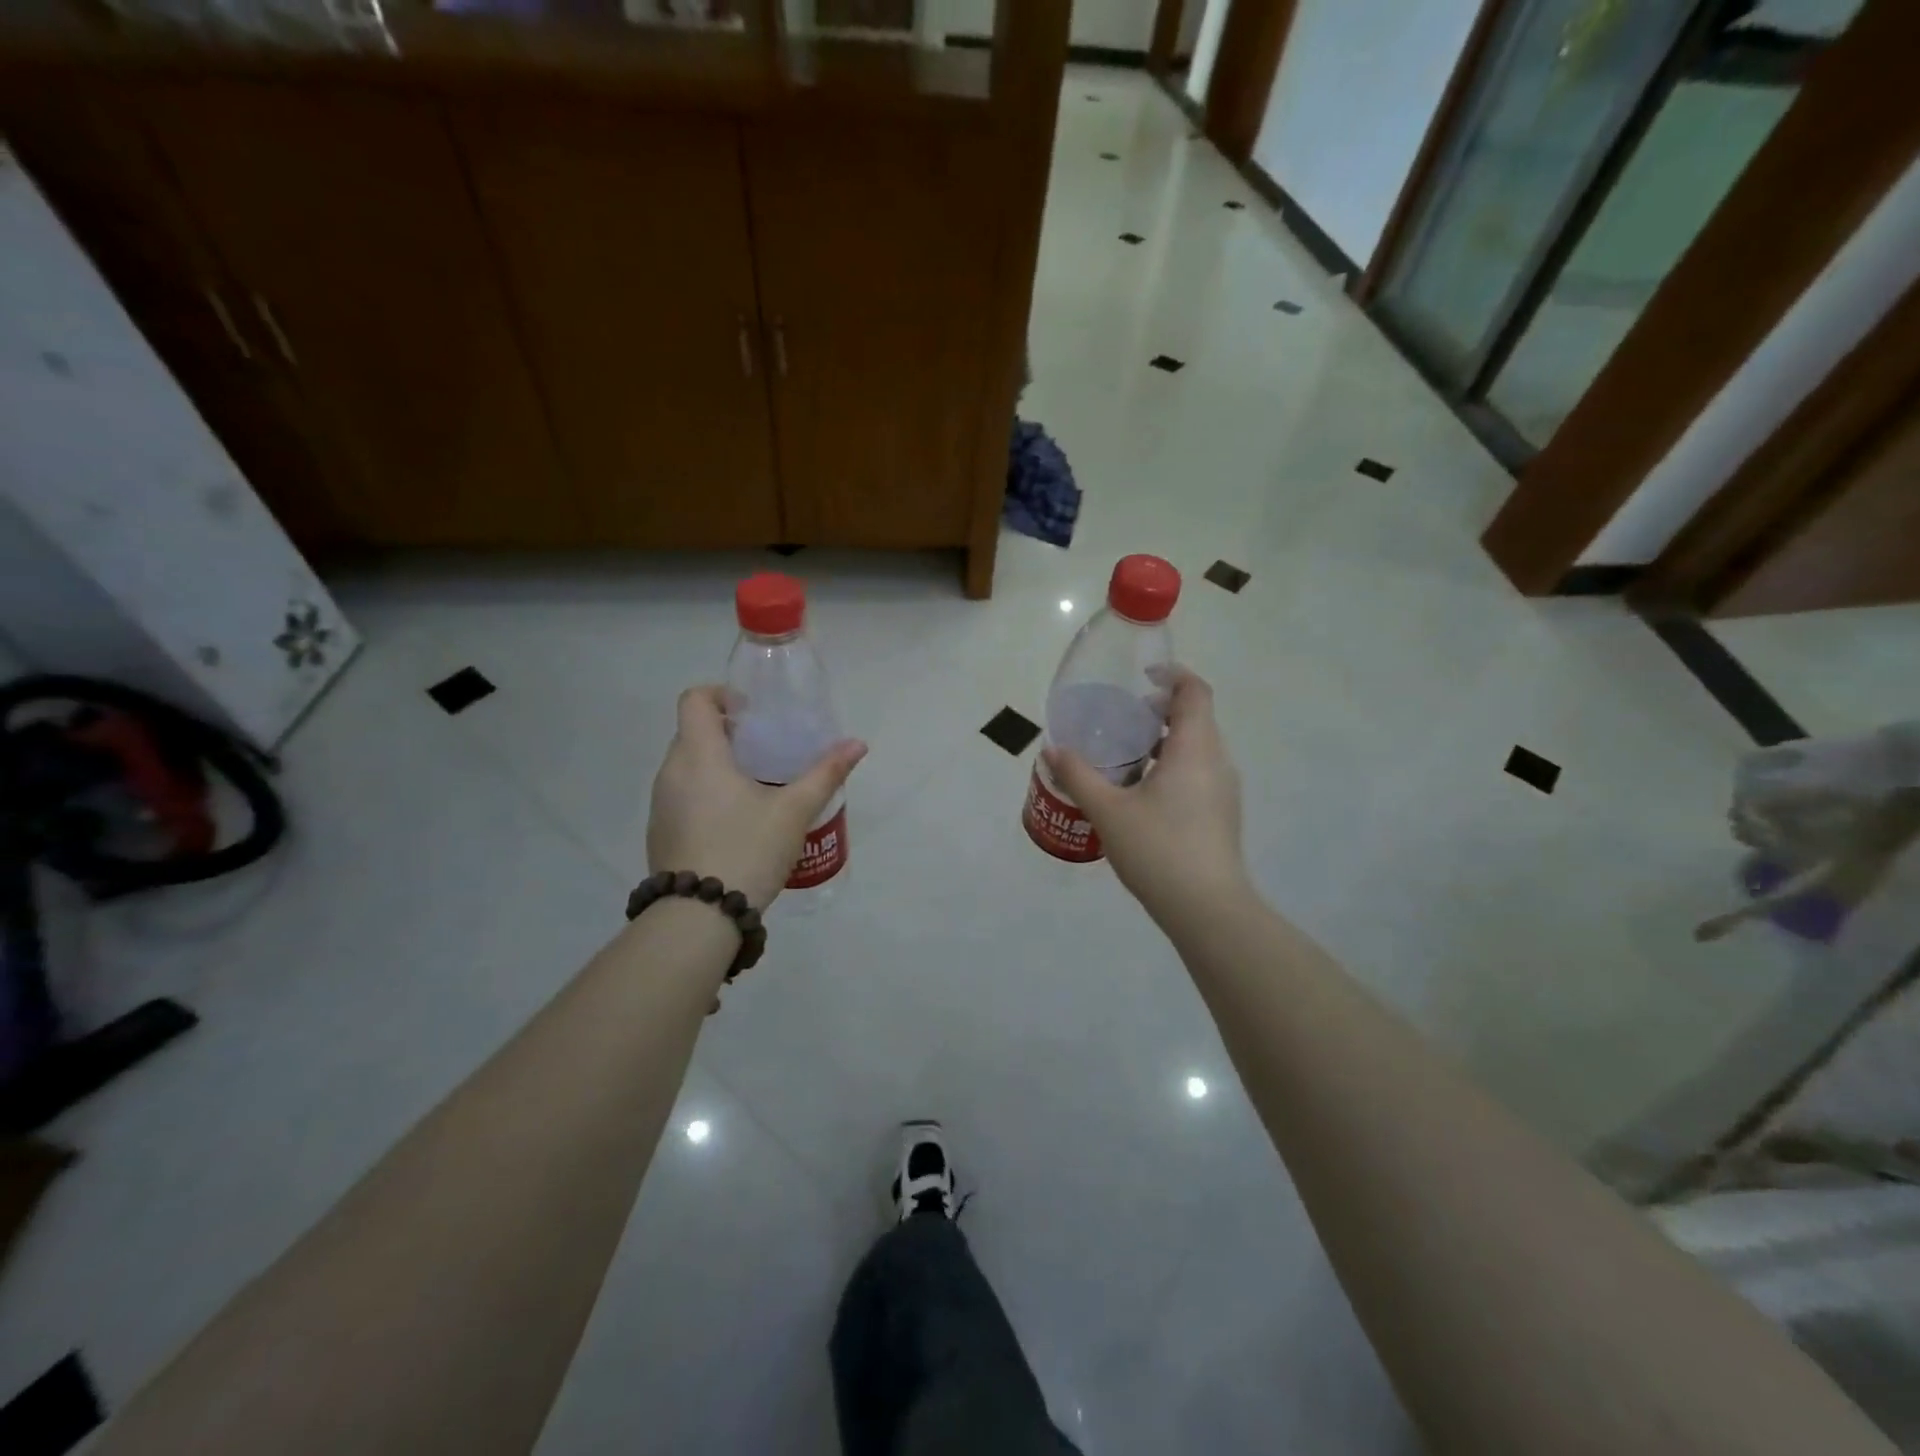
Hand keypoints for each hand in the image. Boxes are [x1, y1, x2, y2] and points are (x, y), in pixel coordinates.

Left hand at [647, 686, 866, 908]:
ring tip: (756, 787)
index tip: (754, 713)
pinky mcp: (659, 832)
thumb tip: (857, 744)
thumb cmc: (747, 849)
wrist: (698, 916)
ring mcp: (660, 804)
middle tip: (767, 751)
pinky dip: (705, 793)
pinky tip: (736, 822)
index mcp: (699, 755)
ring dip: (717, 765)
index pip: (695, 699)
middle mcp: (671, 772)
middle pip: (693, 731)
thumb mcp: (794, 811)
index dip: (722, 695)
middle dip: (728, 733)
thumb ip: (825, 773)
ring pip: (687, 766)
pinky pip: (681, 795)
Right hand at [1044, 669, 1245, 915]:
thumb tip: (1052, 749)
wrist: (1208, 909)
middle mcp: (1217, 761)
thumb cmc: (1158, 849)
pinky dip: (1173, 764)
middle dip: (1162, 708)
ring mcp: (1224, 790)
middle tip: (1123, 717)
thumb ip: (1078, 775)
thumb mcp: (1108, 810)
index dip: (1173, 674)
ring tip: (1127, 753)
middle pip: (1196, 717)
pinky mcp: (1221, 813)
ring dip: (1167, 739)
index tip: (1142, 675)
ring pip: (1198, 746)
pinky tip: (1143, 791)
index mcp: (1195, 749)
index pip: (1195, 692)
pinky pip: (1199, 771)